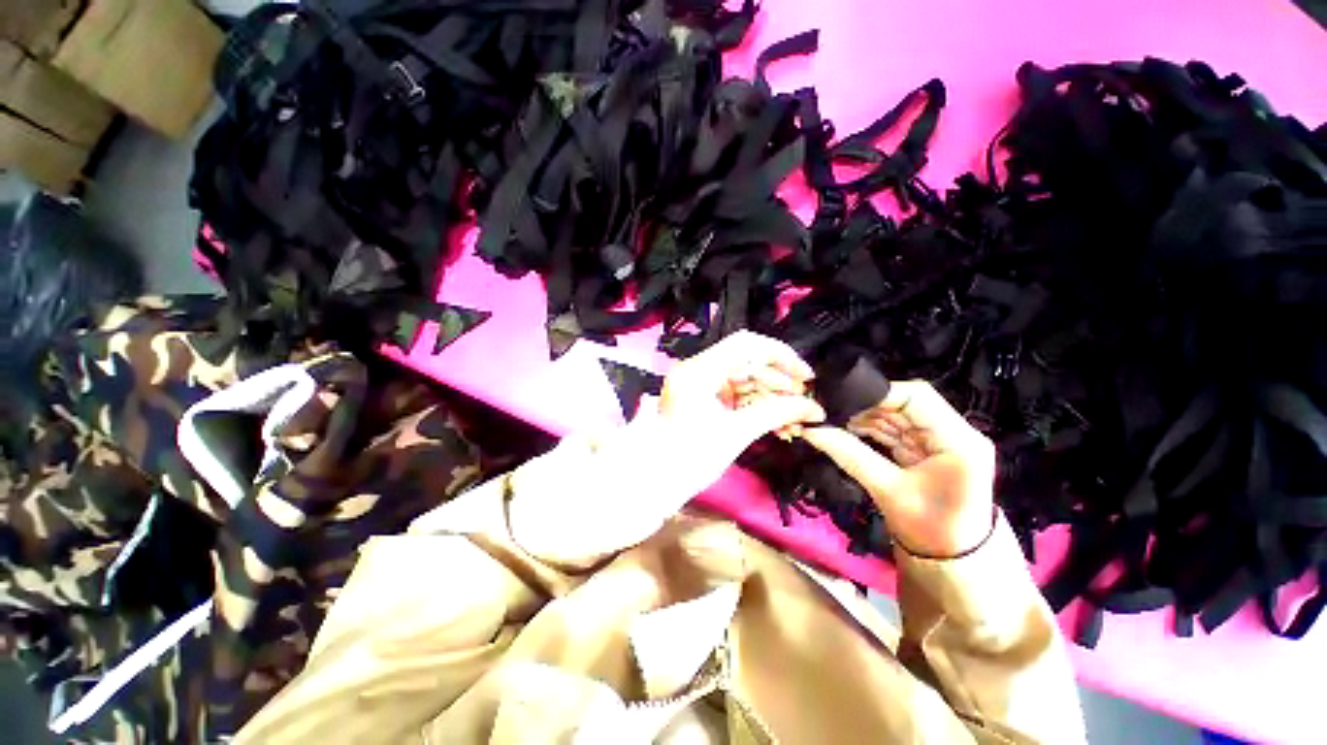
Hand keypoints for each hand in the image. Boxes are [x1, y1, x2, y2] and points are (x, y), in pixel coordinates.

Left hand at [634, 330, 826, 514]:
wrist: (655, 482)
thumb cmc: (690, 459)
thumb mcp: (736, 433)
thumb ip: (776, 413)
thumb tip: (812, 407)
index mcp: (699, 370)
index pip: (747, 344)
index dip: (781, 355)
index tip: (805, 376)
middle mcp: (697, 369)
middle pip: (747, 361)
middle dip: (777, 381)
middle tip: (801, 403)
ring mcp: (699, 383)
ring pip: (744, 378)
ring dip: (770, 395)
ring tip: (792, 419)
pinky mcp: (702, 397)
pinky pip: (735, 392)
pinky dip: (755, 404)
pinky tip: (776, 422)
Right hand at [801, 380, 995, 557]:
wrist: (953, 563)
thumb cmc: (929, 530)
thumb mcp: (887, 490)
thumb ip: (850, 455)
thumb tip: (812, 430)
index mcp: (958, 441)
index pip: (917, 397)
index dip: (878, 393)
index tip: (842, 398)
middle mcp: (955, 433)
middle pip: (906, 404)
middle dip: (867, 405)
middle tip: (830, 407)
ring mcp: (942, 441)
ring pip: (898, 415)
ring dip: (866, 416)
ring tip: (833, 417)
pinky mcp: (929, 450)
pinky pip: (897, 430)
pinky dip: (872, 429)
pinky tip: (848, 428)